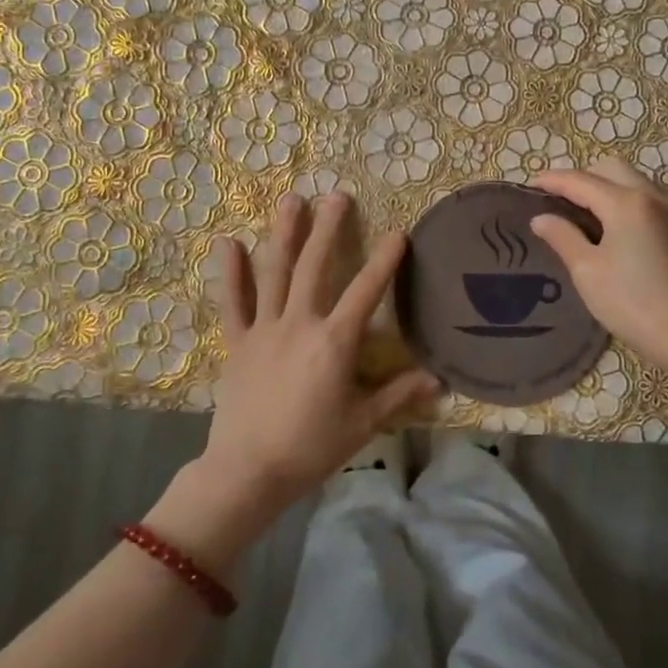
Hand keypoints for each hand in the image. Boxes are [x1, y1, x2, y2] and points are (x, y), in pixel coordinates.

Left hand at [199, 193, 437, 519]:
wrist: (248, 472)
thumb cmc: (311, 448)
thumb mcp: (362, 424)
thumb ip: (398, 395)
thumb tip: (439, 381)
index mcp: (333, 342)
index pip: (366, 292)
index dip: (384, 260)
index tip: (398, 231)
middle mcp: (299, 324)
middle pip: (315, 267)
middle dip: (328, 229)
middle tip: (337, 195)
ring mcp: (264, 329)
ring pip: (275, 273)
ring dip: (284, 235)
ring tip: (292, 200)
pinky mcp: (238, 342)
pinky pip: (233, 303)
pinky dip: (231, 273)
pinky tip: (228, 242)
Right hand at [530, 158, 667, 383]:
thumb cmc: (632, 303)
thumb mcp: (587, 272)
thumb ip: (563, 237)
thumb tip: (541, 217)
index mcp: (625, 203)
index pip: (580, 180)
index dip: (551, 180)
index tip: (529, 186)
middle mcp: (652, 197)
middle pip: (611, 169)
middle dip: (582, 176)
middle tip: (558, 199)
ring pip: (633, 181)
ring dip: (606, 186)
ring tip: (583, 212)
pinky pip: (648, 199)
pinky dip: (625, 201)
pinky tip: (613, 228)